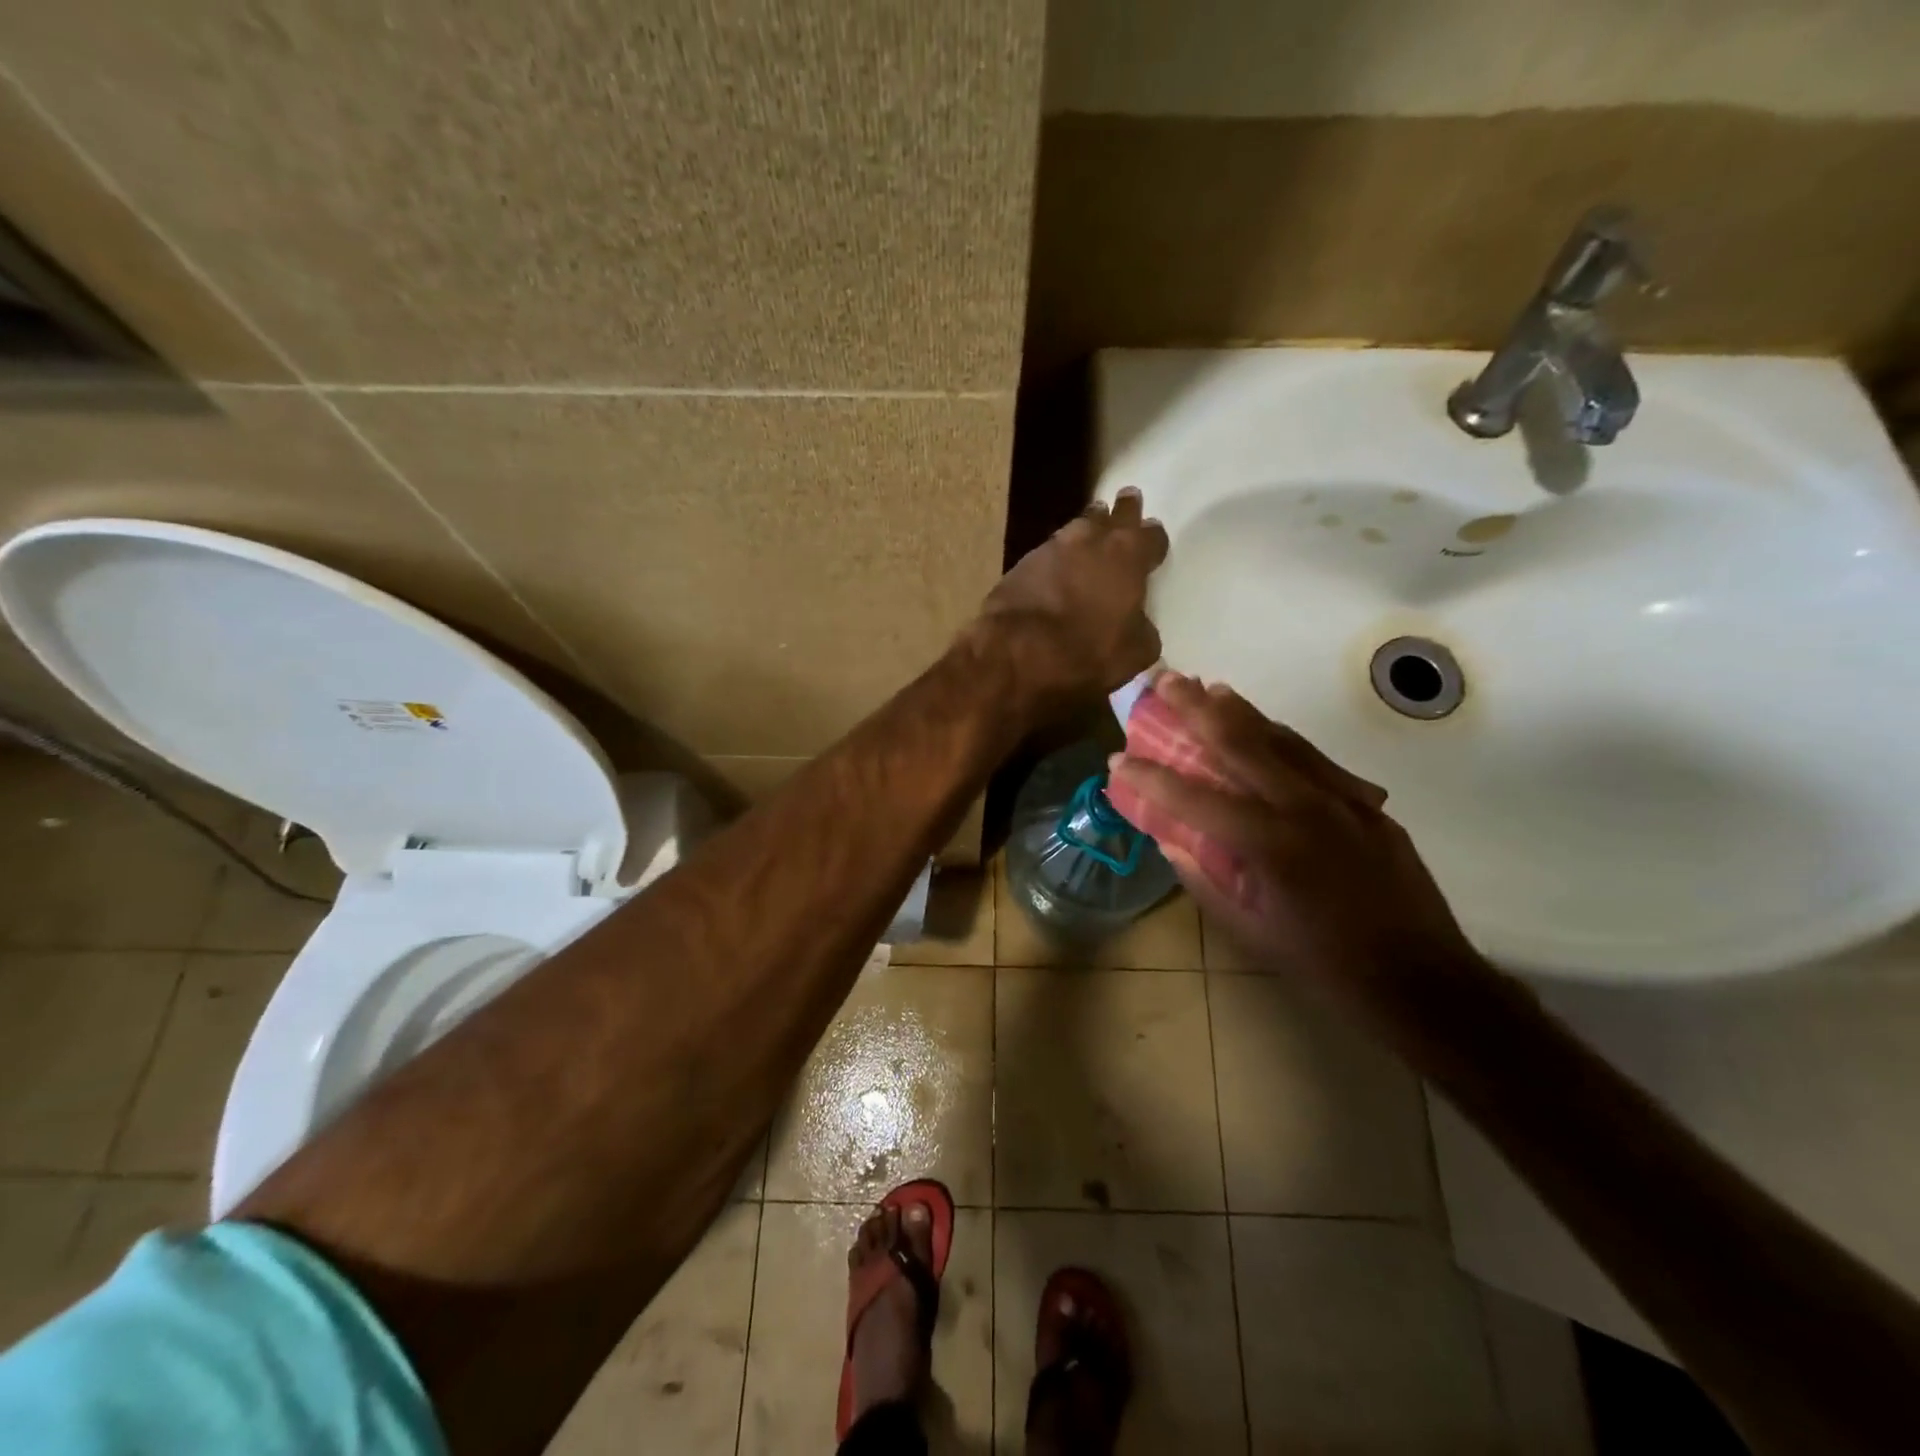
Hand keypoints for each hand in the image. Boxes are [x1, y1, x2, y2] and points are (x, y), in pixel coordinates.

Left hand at [972, 489, 1168, 717]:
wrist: (1016, 650)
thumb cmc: (1086, 651)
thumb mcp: (1134, 653)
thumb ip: (1143, 630)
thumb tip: (1138, 625)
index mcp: (1128, 557)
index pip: (1151, 536)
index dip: (1154, 538)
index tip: (1154, 537)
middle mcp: (1092, 540)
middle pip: (1113, 515)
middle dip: (1123, 511)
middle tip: (1128, 501)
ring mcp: (1053, 547)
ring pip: (1079, 526)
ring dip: (1089, 525)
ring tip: (1093, 526)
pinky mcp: (1022, 562)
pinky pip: (1050, 551)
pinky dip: (1059, 555)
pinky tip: (1058, 564)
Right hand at [1108, 674, 1481, 1002]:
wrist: (1423, 980)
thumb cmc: (1326, 966)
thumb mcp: (1250, 931)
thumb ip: (1205, 879)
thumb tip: (1172, 841)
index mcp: (1270, 845)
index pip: (1194, 799)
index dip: (1151, 778)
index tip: (1118, 758)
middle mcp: (1305, 808)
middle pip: (1241, 743)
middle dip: (1197, 709)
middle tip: (1166, 681)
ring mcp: (1343, 800)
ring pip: (1282, 740)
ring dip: (1241, 712)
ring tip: (1211, 689)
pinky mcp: (1367, 805)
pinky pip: (1316, 760)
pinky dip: (1282, 738)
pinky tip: (1266, 730)